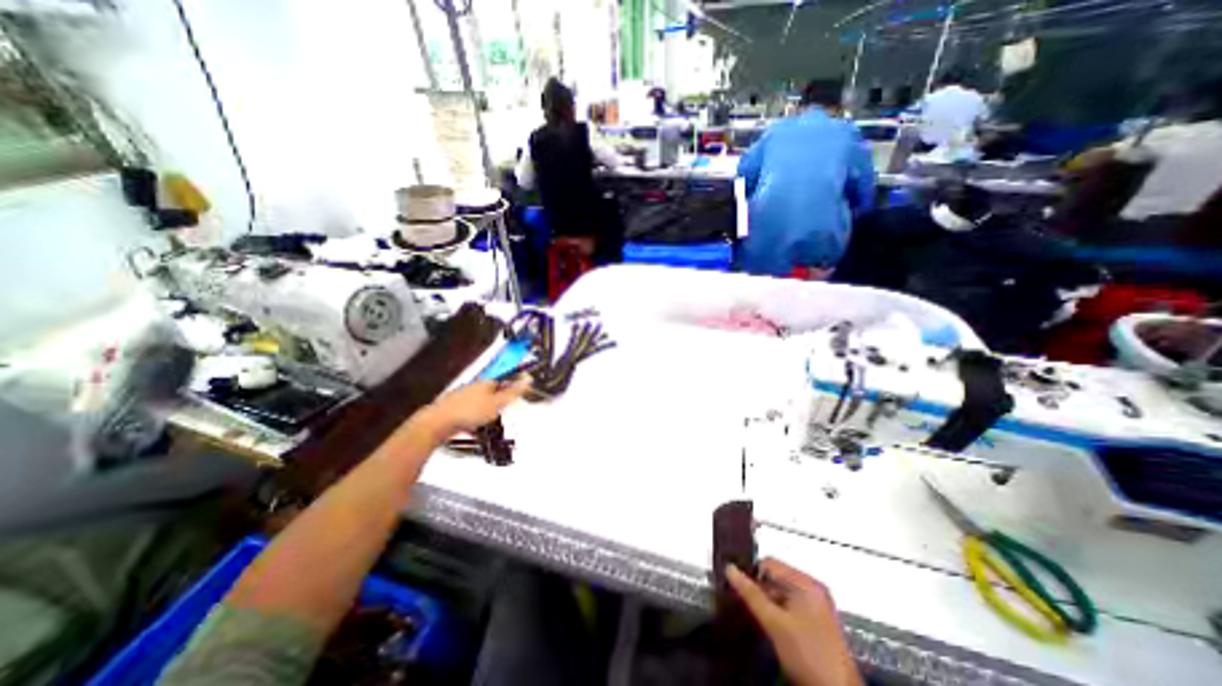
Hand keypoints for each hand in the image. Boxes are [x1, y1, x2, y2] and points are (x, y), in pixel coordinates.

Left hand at [415, 379, 529, 442]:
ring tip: (487, 426)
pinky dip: (472, 422)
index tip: (513, 401)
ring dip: (484, 414)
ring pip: (478, 404)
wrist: (436, 424)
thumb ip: (513, 392)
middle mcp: (472, 388)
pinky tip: (473, 431)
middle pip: (490, 393)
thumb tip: (528, 379)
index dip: (509, 391)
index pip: (501, 381)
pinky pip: (467, 414)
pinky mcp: (451, 410)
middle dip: (497, 404)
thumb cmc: (469, 412)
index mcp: (484, 383)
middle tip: (500, 415)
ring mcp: (460, 398)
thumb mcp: (497, 403)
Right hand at [730, 559, 861, 684]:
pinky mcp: (815, 621)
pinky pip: (788, 606)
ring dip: (766, 601)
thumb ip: (751, 594)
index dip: (750, 572)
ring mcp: (816, 605)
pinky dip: (776, 612)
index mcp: (806, 583)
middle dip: (758, 589)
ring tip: (752, 614)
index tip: (735, 586)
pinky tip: (767, 624)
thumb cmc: (807, 654)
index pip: (769, 563)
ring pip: (780, 593)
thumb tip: (729, 569)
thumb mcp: (774, 623)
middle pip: (775, 578)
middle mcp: (812, 589)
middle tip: (741, 602)